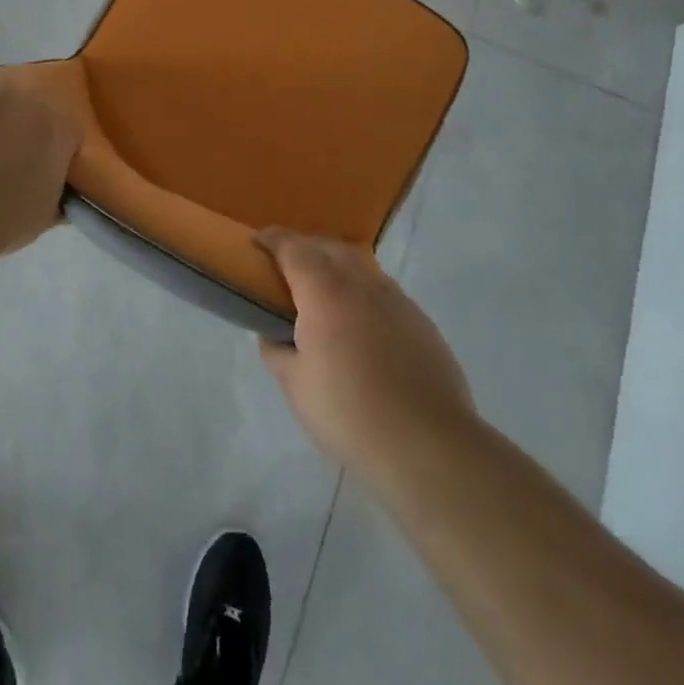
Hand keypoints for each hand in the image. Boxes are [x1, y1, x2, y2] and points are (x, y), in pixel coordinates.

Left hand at [0, 70, 79, 254]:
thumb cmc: (0, 218)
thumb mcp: (43, 214)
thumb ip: (55, 190)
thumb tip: (52, 188)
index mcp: (61, 125)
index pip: (68, 132)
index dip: (56, 154)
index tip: (42, 174)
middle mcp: (31, 95)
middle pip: (34, 107)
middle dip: (26, 128)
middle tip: (9, 160)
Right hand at [257, 229, 478, 486]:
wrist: (428, 444)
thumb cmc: (349, 412)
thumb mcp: (296, 387)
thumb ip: (278, 352)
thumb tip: (274, 335)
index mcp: (324, 290)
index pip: (292, 248)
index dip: (271, 240)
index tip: (256, 243)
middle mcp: (361, 282)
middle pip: (328, 247)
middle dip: (304, 247)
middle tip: (286, 267)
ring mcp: (396, 299)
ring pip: (359, 265)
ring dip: (336, 267)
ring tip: (322, 293)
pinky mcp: (421, 321)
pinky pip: (383, 292)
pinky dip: (363, 293)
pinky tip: (361, 324)